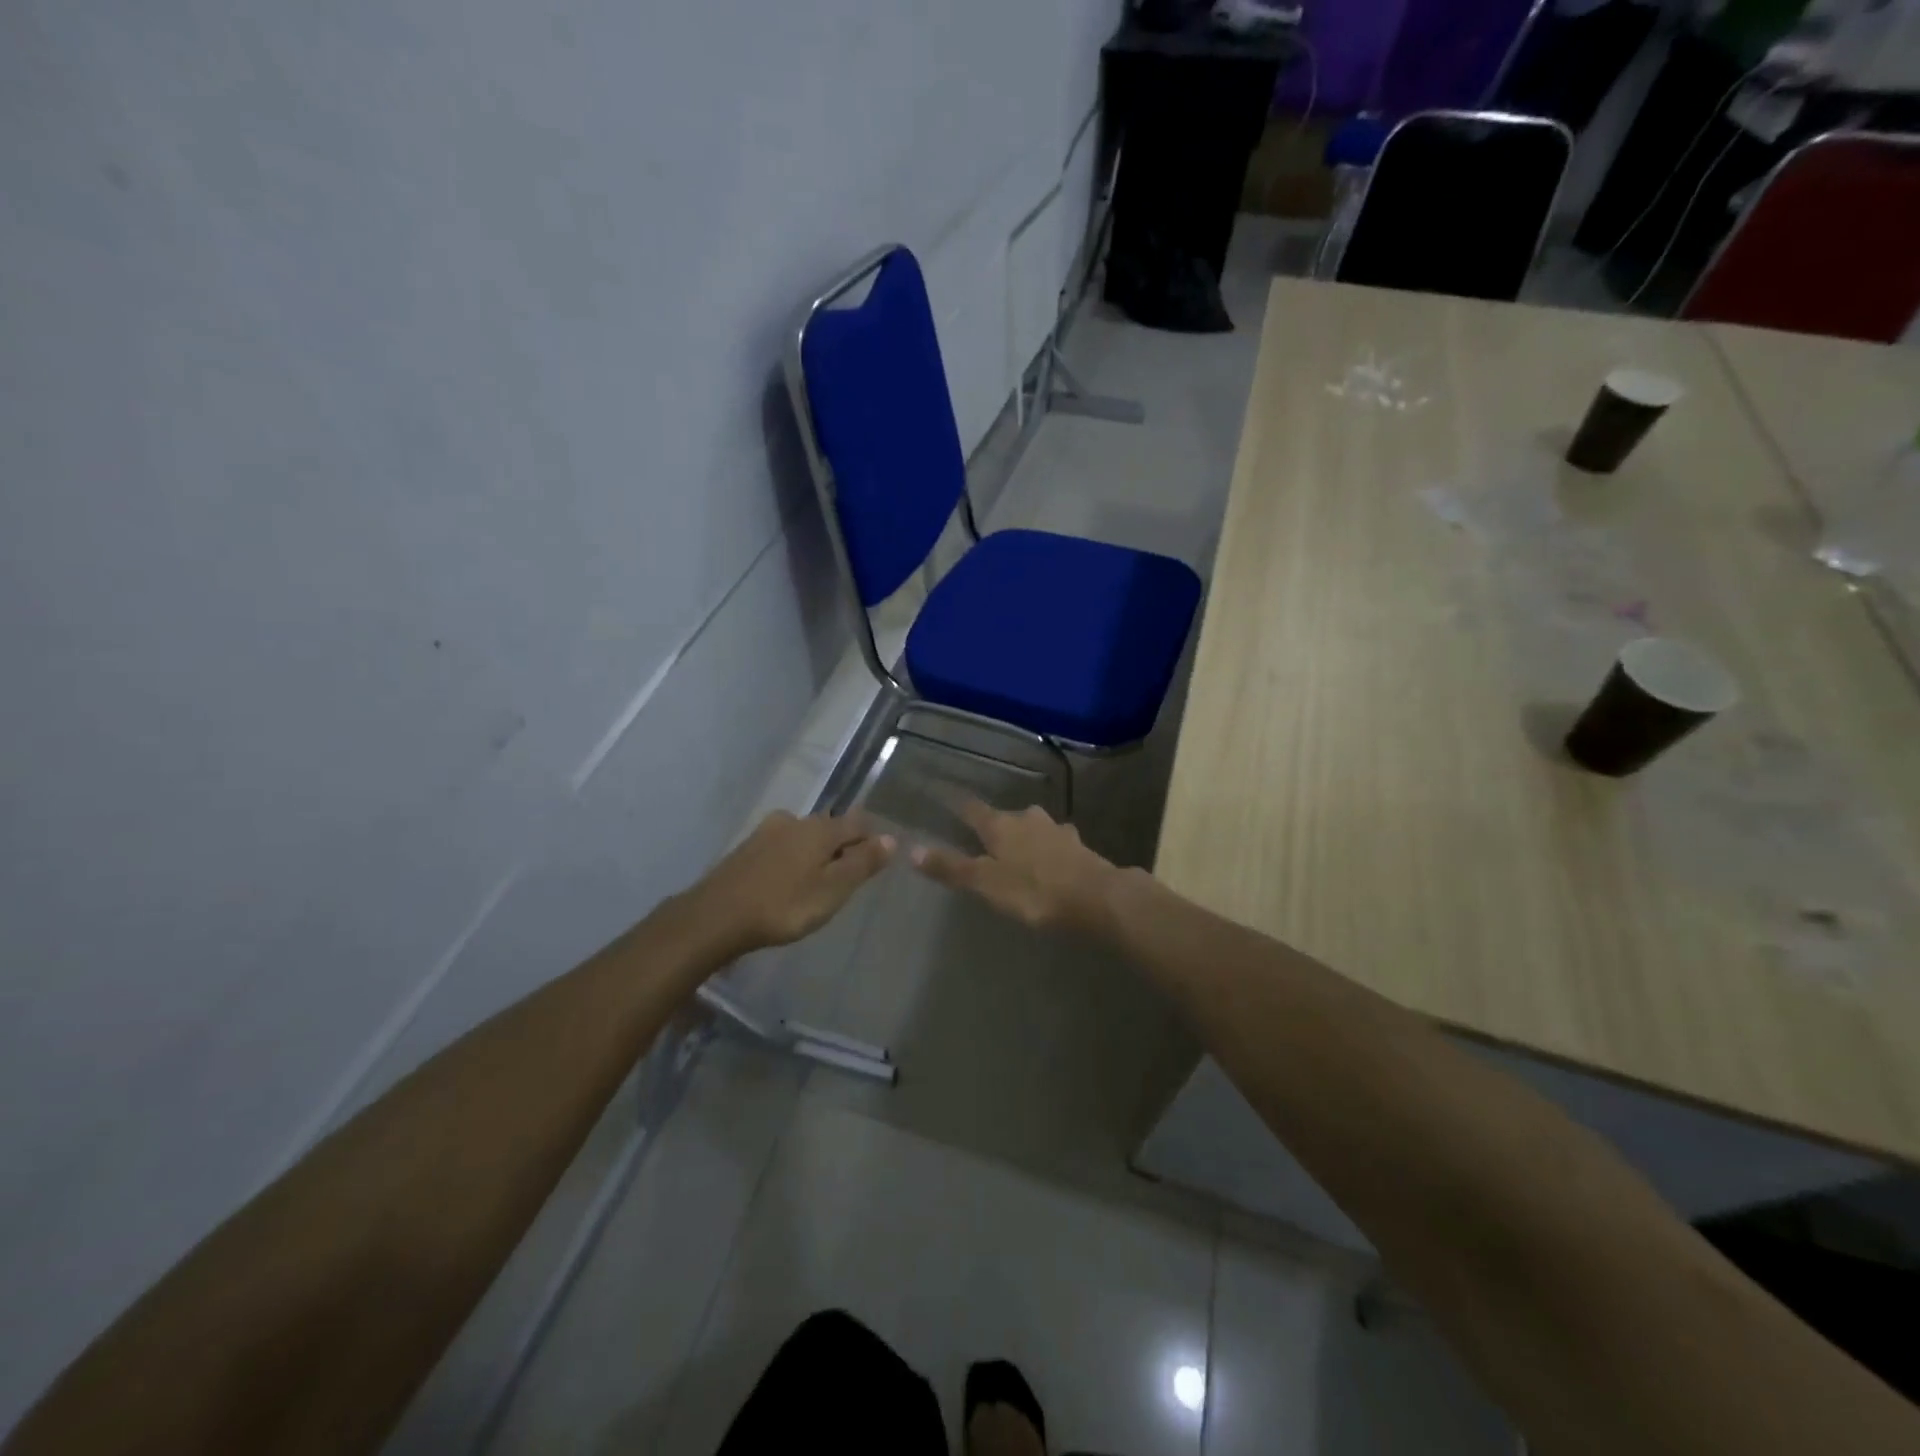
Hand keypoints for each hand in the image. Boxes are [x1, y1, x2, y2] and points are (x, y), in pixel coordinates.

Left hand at [687, 811, 895, 956]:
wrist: (716, 917)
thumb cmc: (784, 905)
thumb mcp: (832, 889)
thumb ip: (862, 863)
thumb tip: (890, 839)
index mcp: (820, 829)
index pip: (857, 824)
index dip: (871, 839)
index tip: (878, 861)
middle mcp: (795, 821)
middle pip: (830, 827)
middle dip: (843, 845)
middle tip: (850, 874)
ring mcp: (767, 832)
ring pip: (804, 836)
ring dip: (816, 852)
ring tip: (820, 879)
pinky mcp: (747, 849)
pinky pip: (782, 847)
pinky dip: (793, 859)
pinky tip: (789, 880)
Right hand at [909, 798, 1118, 933]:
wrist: (1098, 898)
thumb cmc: (1035, 890)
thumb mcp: (987, 883)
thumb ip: (952, 868)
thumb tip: (911, 850)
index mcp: (1001, 825)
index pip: (971, 809)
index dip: (957, 806)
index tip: (944, 799)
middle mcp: (1027, 818)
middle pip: (1003, 817)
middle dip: (993, 825)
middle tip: (981, 839)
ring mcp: (1056, 829)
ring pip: (1031, 827)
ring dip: (1022, 836)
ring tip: (1014, 852)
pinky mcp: (1078, 845)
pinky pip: (1053, 842)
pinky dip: (1045, 849)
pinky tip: (1048, 861)